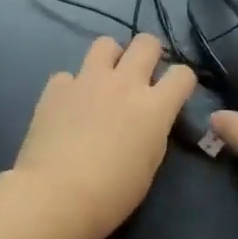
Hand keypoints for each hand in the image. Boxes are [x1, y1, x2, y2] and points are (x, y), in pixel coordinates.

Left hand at [13, 33, 197, 238]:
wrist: (55, 196)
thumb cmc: (111, 193)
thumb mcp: (149, 165)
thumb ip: (153, 132)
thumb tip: (148, 121)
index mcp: (154, 106)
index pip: (183, 74)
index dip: (182, 82)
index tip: (175, 93)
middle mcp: (124, 83)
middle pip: (147, 42)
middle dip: (150, 54)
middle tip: (142, 75)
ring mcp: (87, 81)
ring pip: (106, 43)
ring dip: (111, 58)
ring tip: (105, 80)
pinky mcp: (56, 88)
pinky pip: (68, 75)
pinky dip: (72, 87)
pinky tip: (68, 107)